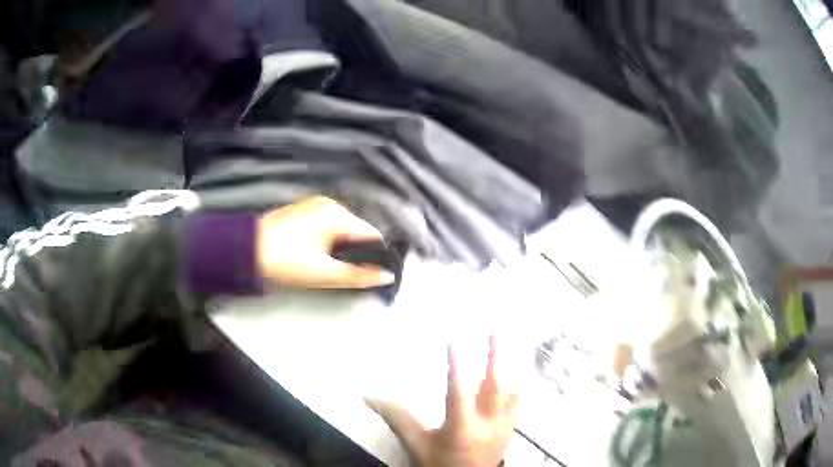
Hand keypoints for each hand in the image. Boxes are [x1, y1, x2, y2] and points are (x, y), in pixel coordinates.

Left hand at [257, 197, 395, 288]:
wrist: (244, 252)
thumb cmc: (285, 261)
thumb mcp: (325, 273)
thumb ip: (359, 275)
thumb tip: (387, 277)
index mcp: (338, 214)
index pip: (372, 234)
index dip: (378, 256)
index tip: (377, 274)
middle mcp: (329, 204)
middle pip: (357, 231)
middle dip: (359, 252)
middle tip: (351, 275)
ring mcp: (313, 206)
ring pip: (341, 230)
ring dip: (343, 248)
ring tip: (333, 267)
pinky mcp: (302, 212)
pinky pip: (327, 226)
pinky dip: (329, 241)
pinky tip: (319, 255)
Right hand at [367, 336, 518, 466]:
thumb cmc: (438, 465)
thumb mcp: (416, 444)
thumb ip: (397, 419)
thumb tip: (369, 397)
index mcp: (461, 426)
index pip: (458, 390)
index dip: (455, 365)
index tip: (453, 340)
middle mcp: (487, 423)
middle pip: (494, 385)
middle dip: (495, 355)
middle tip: (495, 329)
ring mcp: (502, 427)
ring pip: (509, 392)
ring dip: (507, 368)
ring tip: (505, 346)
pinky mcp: (509, 431)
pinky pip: (516, 405)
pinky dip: (513, 390)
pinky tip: (513, 382)